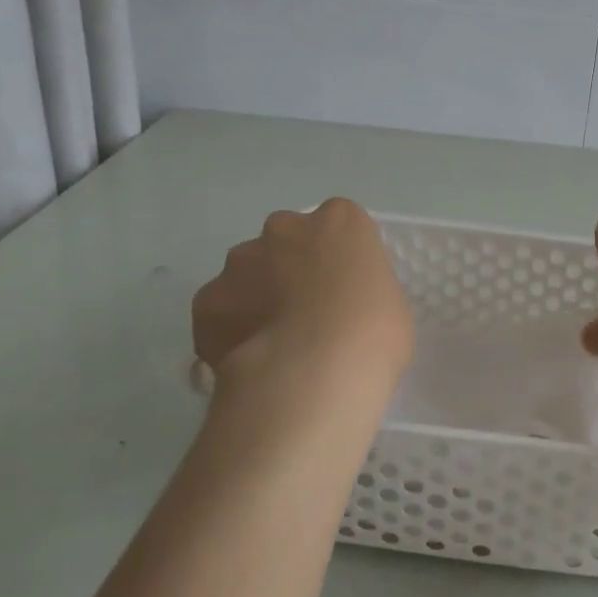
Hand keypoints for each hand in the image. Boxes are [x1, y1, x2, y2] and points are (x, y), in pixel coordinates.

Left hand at [192, 199, 414, 399]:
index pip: (340, 225)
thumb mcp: (391, 307)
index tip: (345, 290)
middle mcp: (285, 227)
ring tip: (273, 345)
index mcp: (340, 222)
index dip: (341, 258)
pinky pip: (220, 312)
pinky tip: (246, 362)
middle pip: (287, 240)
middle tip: (307, 314)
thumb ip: (363, 293)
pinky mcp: (205, 300)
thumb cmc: (372, 335)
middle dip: (291, 268)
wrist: (310, 375)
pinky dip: (230, 331)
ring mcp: (239, 261)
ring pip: (247, 273)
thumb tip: (343, 310)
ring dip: (257, 297)